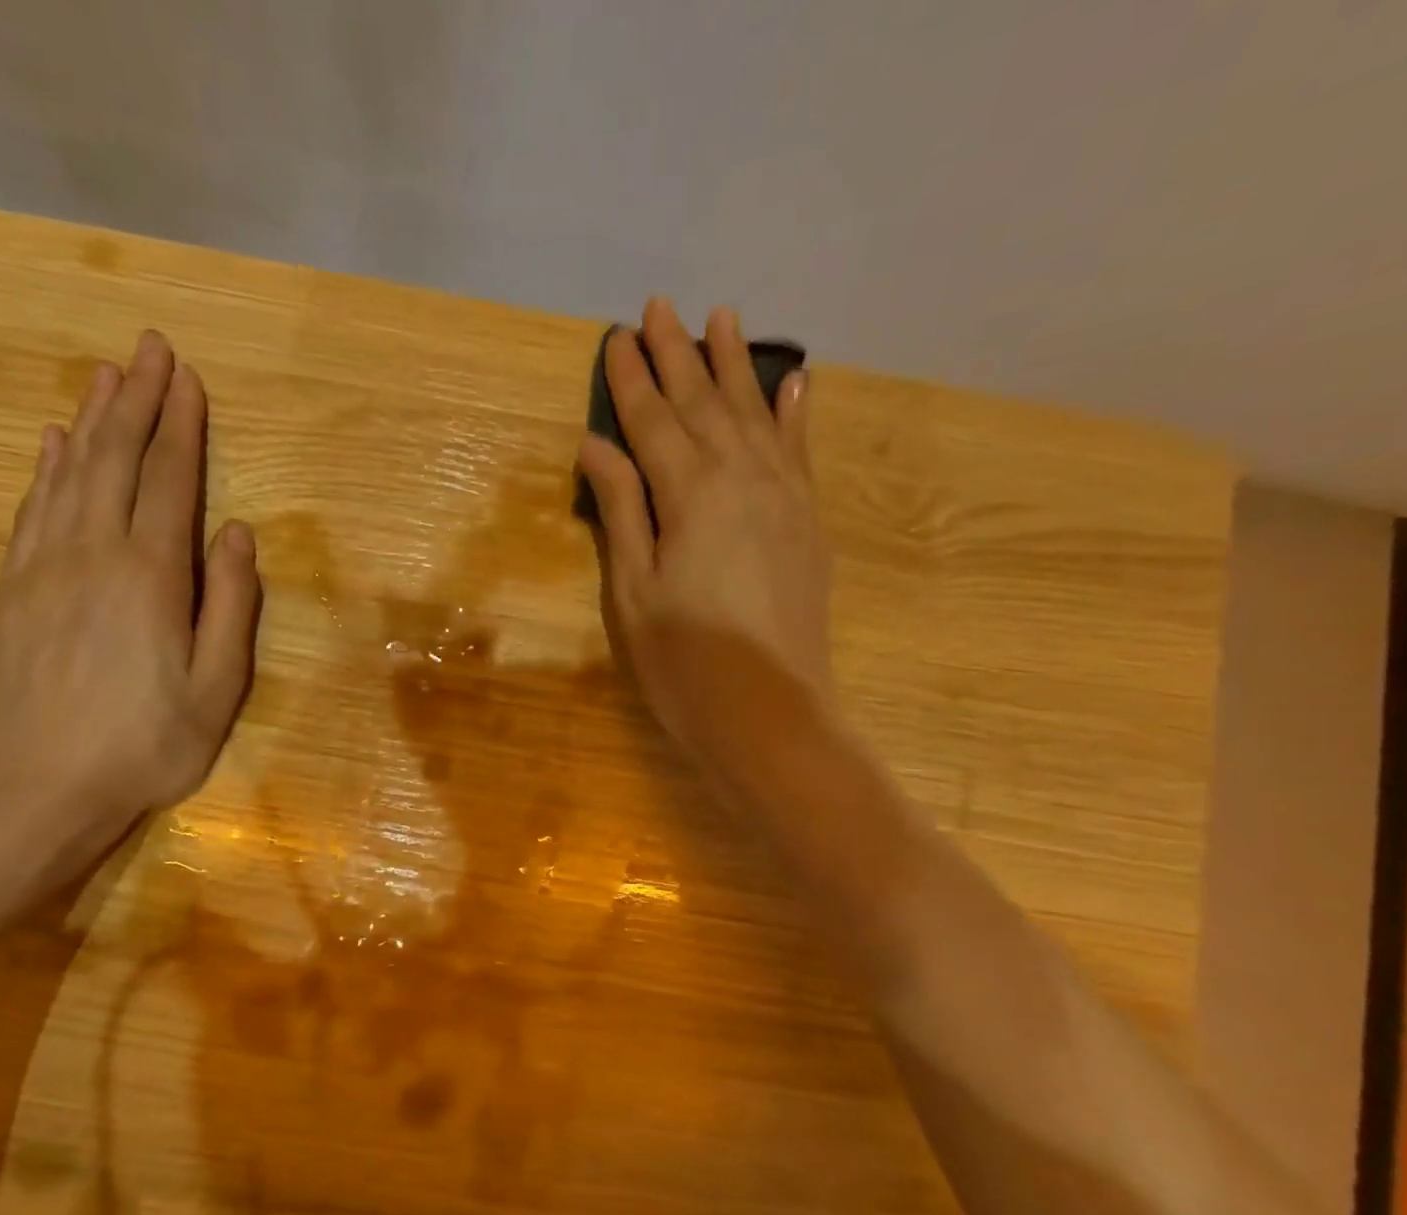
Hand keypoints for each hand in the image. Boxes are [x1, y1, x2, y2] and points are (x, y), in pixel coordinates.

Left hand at [0, 330, 258, 848]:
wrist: (49, 790)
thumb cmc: (152, 744)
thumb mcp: (220, 687)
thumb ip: (233, 605)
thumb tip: (238, 533)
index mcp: (151, 577)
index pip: (169, 481)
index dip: (181, 426)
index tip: (188, 378)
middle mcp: (93, 555)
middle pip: (115, 460)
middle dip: (135, 400)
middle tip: (148, 348)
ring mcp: (43, 569)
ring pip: (69, 475)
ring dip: (91, 420)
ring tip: (105, 375)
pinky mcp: (12, 591)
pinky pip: (31, 510)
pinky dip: (47, 469)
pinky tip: (55, 445)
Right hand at [578, 298, 833, 790]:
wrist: (769, 714)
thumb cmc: (683, 663)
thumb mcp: (634, 591)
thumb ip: (622, 511)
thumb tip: (598, 446)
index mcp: (690, 494)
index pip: (652, 423)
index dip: (631, 380)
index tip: (616, 336)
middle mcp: (742, 477)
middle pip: (703, 404)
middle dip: (678, 355)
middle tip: (659, 306)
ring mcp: (783, 496)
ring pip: (754, 413)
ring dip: (735, 365)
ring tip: (723, 317)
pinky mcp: (807, 522)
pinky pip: (799, 450)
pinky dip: (794, 411)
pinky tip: (794, 379)